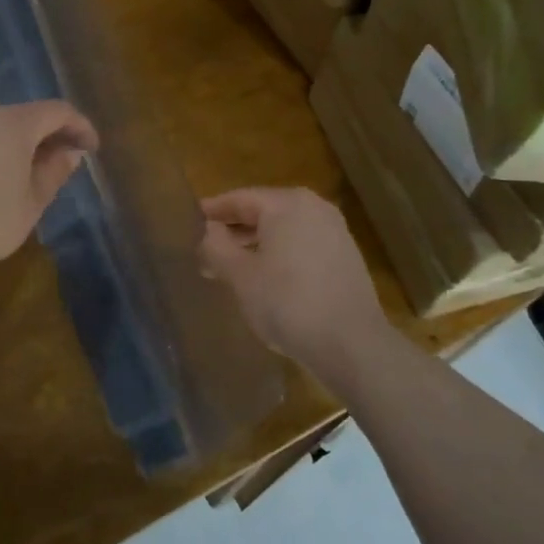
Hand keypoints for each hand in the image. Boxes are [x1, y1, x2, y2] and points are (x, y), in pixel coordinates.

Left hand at [0, 101, 97, 284]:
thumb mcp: (31, 202)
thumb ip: (54, 172)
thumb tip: (70, 152)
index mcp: (14, 124)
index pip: (57, 111)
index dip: (80, 126)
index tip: (93, 149)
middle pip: (29, 114)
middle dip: (54, 134)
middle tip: (69, 161)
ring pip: (4, 127)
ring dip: (27, 143)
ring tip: (39, 173)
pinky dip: (3, 150)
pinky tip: (4, 179)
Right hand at [200, 188, 388, 384]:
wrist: (352, 345)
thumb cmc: (288, 303)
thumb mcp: (241, 277)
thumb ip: (217, 247)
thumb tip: (207, 230)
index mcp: (287, 204)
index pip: (240, 198)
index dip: (213, 210)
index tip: (190, 220)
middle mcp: (314, 208)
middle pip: (264, 212)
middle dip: (234, 231)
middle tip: (205, 250)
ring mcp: (335, 232)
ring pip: (284, 230)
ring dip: (256, 245)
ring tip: (230, 268)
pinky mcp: (346, 257)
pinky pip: (302, 246)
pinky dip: (280, 255)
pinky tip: (265, 279)